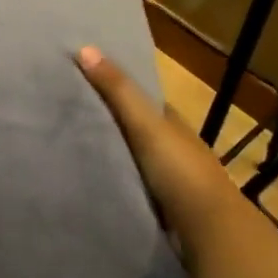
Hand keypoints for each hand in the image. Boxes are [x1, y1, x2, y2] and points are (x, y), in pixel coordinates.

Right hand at [76, 46, 237, 243]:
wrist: (209, 230)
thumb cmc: (180, 170)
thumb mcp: (145, 124)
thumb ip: (118, 90)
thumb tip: (85, 47)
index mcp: (174, 124)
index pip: (144, 101)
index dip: (117, 91)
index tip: (82, 84)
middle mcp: (175, 148)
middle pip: (138, 130)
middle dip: (110, 125)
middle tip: (68, 119)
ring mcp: (171, 180)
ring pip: (135, 160)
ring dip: (113, 156)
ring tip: (71, 151)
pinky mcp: (164, 208)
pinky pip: (133, 187)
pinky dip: (116, 182)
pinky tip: (93, 183)